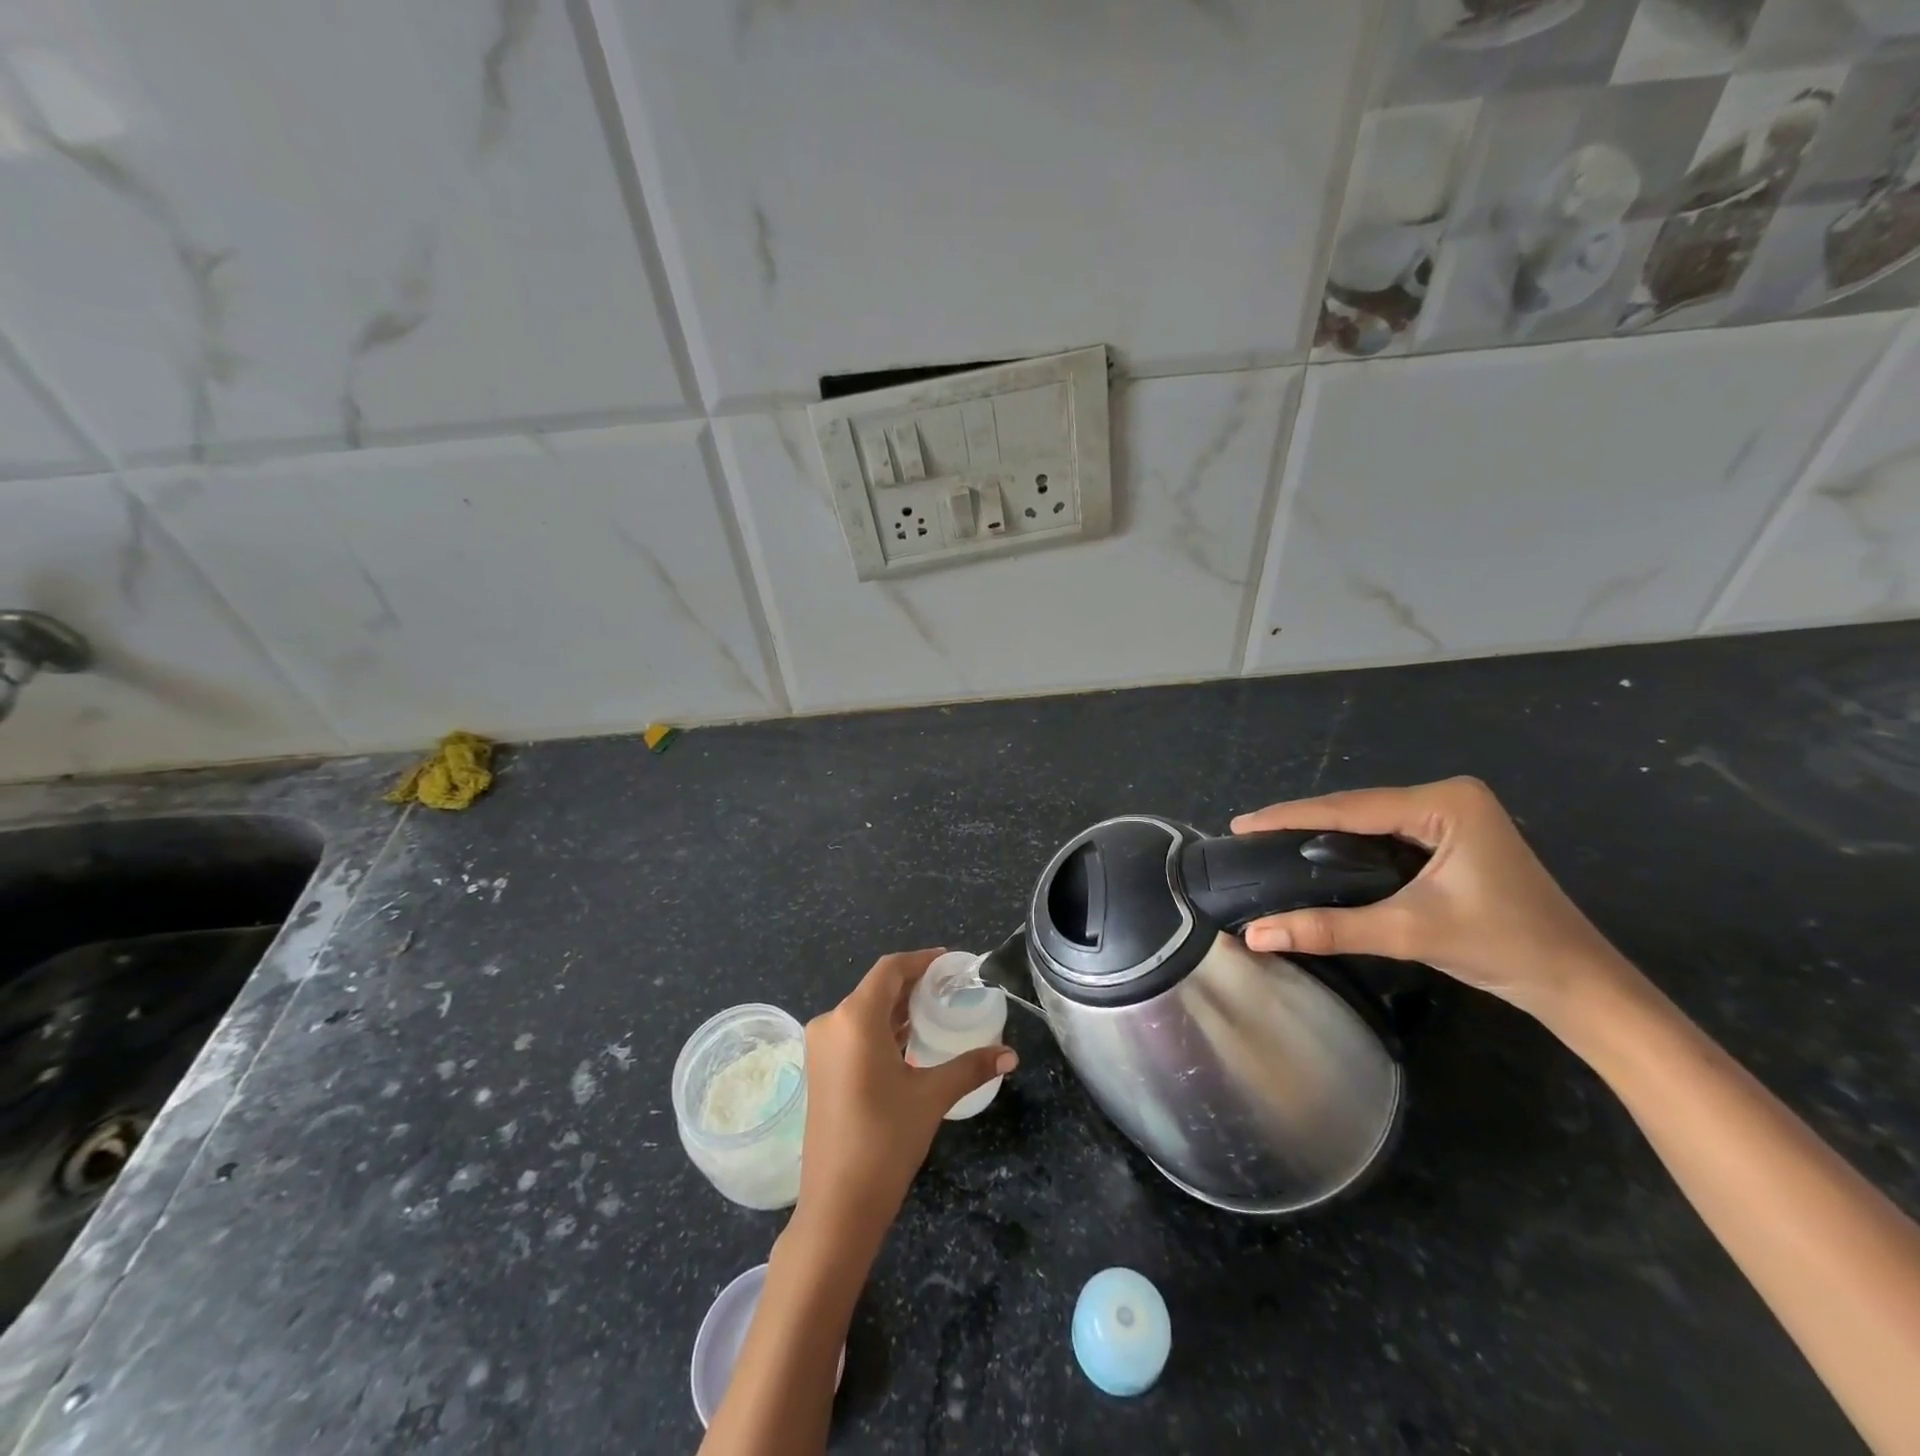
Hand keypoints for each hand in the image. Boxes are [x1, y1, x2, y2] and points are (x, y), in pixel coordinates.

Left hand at [790, 950, 1016, 1258]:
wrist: (837, 1206)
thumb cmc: (885, 1140)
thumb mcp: (931, 1096)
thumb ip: (970, 1067)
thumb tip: (1011, 1055)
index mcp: (854, 1018)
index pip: (889, 969)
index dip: (920, 960)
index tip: (950, 962)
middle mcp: (831, 1023)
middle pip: (875, 988)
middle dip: (912, 984)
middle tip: (949, 989)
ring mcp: (821, 1048)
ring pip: (863, 1012)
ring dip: (897, 1009)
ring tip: (935, 1012)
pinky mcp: (820, 1070)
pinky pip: (853, 1033)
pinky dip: (881, 1030)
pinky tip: (908, 1043)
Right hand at [1231, 777, 1634, 1023]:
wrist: (1577, 984)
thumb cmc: (1504, 947)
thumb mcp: (1409, 931)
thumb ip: (1329, 928)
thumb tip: (1256, 934)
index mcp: (1446, 802)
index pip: (1350, 807)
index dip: (1290, 816)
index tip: (1240, 824)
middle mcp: (1448, 797)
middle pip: (1357, 808)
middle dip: (1301, 822)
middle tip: (1248, 834)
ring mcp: (1452, 816)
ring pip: (1369, 821)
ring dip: (1321, 833)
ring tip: (1269, 841)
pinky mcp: (1452, 838)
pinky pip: (1385, 835)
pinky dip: (1349, 845)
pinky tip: (1316, 853)